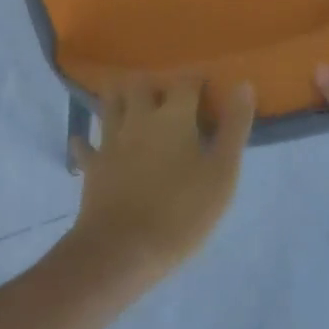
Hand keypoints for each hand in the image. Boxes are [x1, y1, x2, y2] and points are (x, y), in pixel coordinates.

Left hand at [66, 77, 255, 291]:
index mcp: (173, 116)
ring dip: (120, 98)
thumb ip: (234, 127)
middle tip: (166, 95)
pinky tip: (90, 142)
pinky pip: (86, 146)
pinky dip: (88, 141)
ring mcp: (111, 140)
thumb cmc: (181, 211)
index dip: (195, 79)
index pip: (185, 81)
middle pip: (140, 84)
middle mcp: (138, 117)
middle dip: (153, 83)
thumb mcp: (222, 173)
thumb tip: (243, 84)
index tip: (204, 86)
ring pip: (110, 103)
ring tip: (130, 104)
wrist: (123, 249)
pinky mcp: (93, 165)